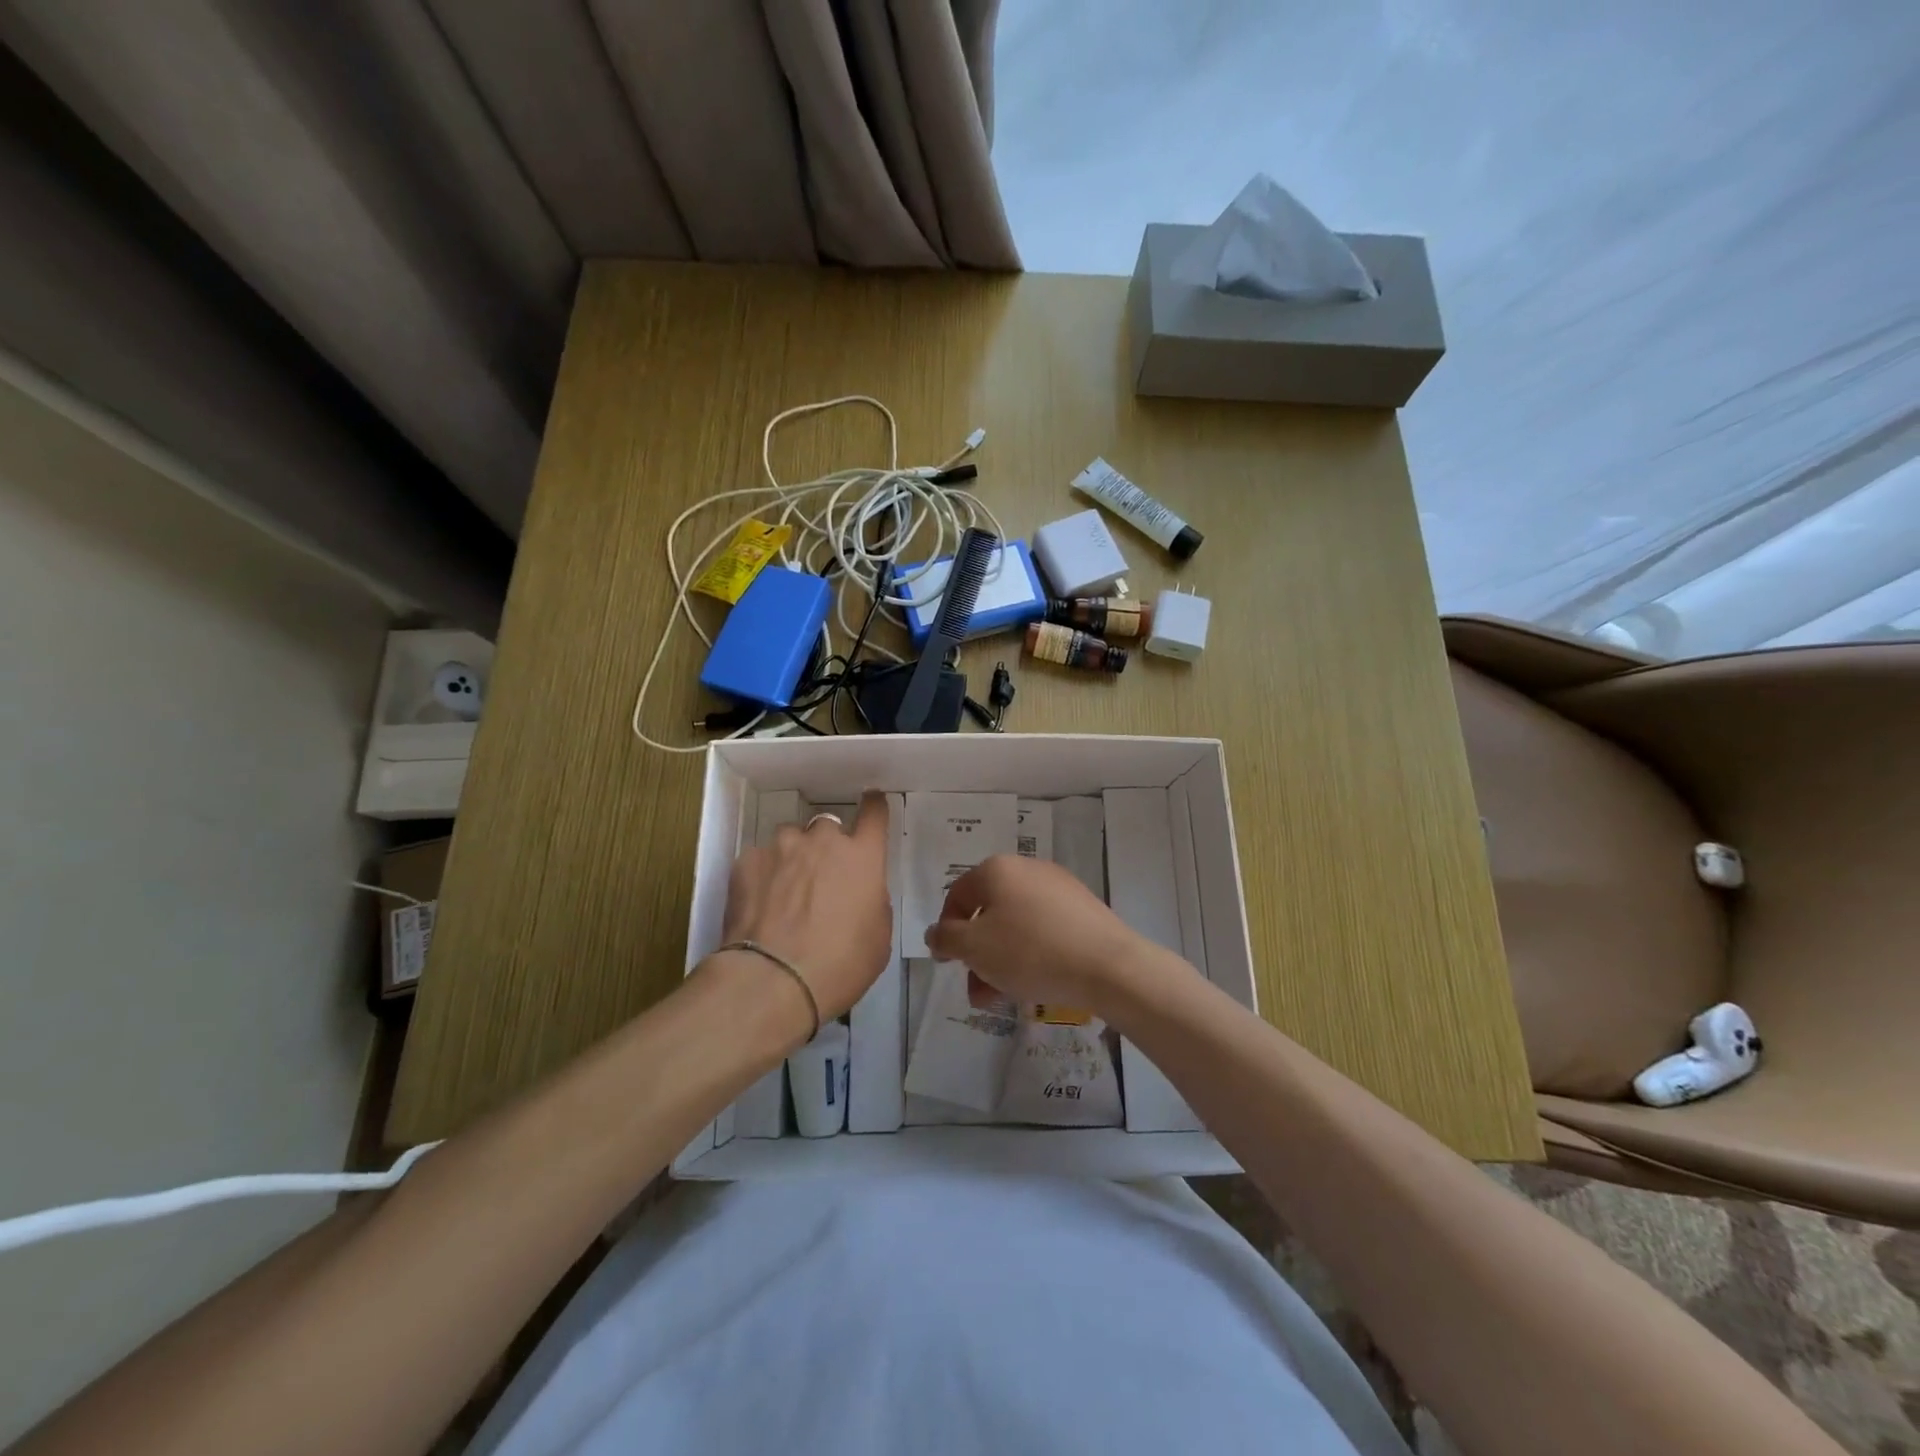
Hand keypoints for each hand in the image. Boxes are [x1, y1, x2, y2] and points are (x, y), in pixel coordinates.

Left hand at [716, 792, 891, 1024]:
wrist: (773, 980)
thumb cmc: (840, 964)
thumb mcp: (878, 937)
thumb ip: (873, 901)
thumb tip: (861, 892)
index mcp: (862, 857)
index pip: (873, 814)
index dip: (874, 806)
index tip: (871, 802)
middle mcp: (822, 842)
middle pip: (827, 826)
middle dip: (826, 845)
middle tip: (821, 877)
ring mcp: (781, 848)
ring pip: (790, 839)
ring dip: (792, 857)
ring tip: (785, 892)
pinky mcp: (746, 862)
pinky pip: (759, 859)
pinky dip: (763, 875)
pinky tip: (760, 904)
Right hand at [924, 855, 1147, 1016]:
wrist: (1107, 966)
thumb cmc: (1031, 952)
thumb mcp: (974, 948)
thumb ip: (946, 938)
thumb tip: (937, 932)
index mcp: (997, 869)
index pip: (957, 896)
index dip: (946, 931)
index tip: (947, 964)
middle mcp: (1027, 869)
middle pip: (988, 912)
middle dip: (977, 954)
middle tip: (977, 990)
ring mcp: (1058, 887)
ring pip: (1016, 924)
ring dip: (1001, 960)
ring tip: (1003, 997)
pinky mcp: (1082, 908)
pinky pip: (1043, 929)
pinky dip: (1031, 953)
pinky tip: (1035, 982)